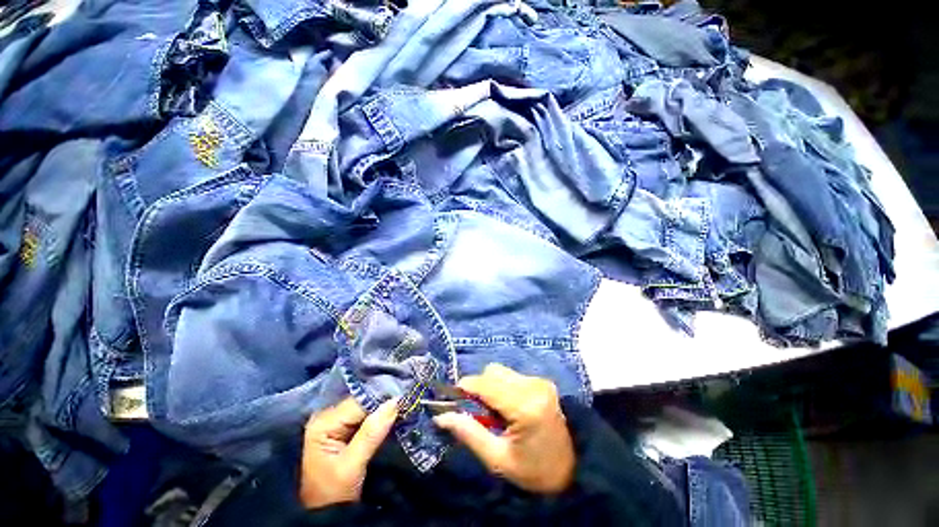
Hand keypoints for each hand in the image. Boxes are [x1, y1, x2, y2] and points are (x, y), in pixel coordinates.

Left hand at [300, 397, 397, 508]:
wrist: (326, 515)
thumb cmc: (333, 493)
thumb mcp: (351, 465)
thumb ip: (371, 433)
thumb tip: (395, 402)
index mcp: (323, 423)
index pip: (358, 402)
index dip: (382, 400)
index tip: (405, 399)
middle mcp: (328, 417)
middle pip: (362, 403)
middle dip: (384, 403)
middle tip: (407, 403)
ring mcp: (336, 423)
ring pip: (366, 408)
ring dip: (384, 409)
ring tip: (404, 407)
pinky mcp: (345, 430)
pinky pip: (366, 416)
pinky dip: (380, 417)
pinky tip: (394, 415)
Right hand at [432, 364, 574, 493]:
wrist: (573, 469)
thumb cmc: (534, 471)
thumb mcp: (498, 460)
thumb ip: (469, 434)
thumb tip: (441, 417)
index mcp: (524, 407)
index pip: (486, 384)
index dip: (466, 387)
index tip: (453, 398)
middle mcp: (533, 387)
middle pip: (493, 372)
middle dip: (479, 387)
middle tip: (478, 412)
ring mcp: (540, 382)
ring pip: (502, 371)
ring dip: (491, 386)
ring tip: (496, 412)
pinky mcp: (543, 381)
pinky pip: (512, 375)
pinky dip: (503, 386)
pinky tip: (509, 407)